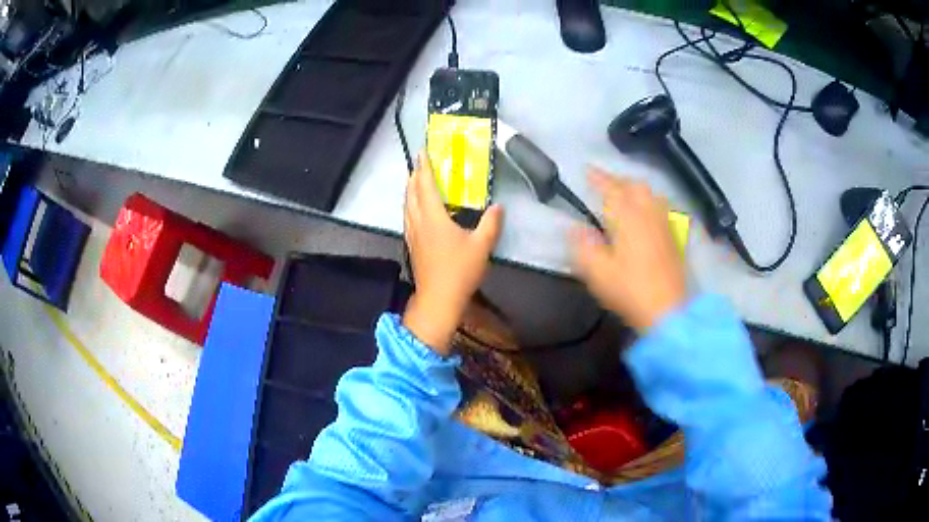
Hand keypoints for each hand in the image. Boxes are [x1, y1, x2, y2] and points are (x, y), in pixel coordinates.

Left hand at [402, 151, 503, 354]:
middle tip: (419, 163)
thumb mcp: (482, 245)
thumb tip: (498, 206)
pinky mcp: (412, 245)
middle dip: (414, 175)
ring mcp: (412, 234)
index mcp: (434, 217)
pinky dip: (410, 205)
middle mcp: (419, 222)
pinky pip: (407, 217)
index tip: (422, 151)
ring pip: (406, 205)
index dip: (424, 167)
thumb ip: (491, 223)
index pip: (426, 185)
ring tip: (414, 181)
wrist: (439, 299)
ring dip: (410, 190)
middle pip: (411, 193)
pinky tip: (415, 209)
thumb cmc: (460, 271)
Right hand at [571, 168, 685, 331]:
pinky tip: (648, 215)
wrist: (668, 310)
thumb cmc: (629, 291)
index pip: (611, 189)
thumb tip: (573, 227)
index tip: (587, 170)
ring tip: (626, 194)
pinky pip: (662, 209)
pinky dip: (651, 203)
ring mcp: (664, 225)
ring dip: (636, 189)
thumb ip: (583, 246)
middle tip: (605, 184)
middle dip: (618, 180)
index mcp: (627, 218)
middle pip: (635, 186)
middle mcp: (648, 214)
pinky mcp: (674, 238)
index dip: (598, 178)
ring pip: (651, 195)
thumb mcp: (597, 273)